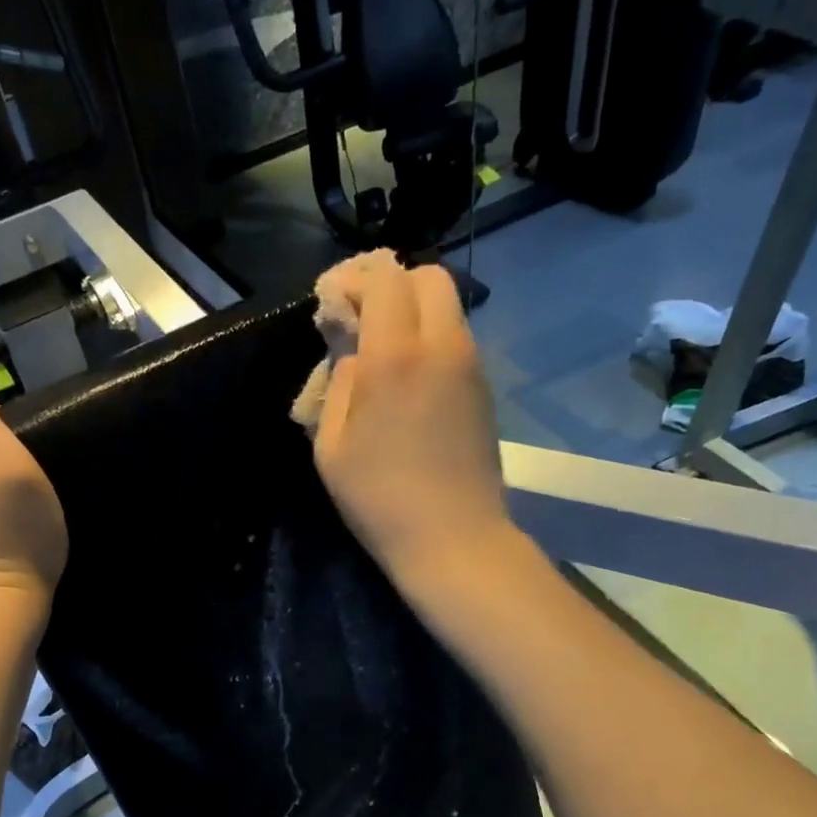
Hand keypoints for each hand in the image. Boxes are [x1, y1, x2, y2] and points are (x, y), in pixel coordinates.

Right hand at [314, 258, 515, 584]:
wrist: (454, 538)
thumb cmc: (379, 498)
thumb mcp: (332, 445)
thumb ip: (338, 385)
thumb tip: (353, 357)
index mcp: (396, 356)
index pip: (385, 279)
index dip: (355, 281)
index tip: (334, 307)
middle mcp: (442, 346)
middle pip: (429, 277)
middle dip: (393, 286)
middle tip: (364, 322)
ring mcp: (472, 366)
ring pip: (448, 308)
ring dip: (414, 314)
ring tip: (385, 354)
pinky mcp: (485, 390)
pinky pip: (458, 341)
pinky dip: (432, 341)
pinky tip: (411, 383)